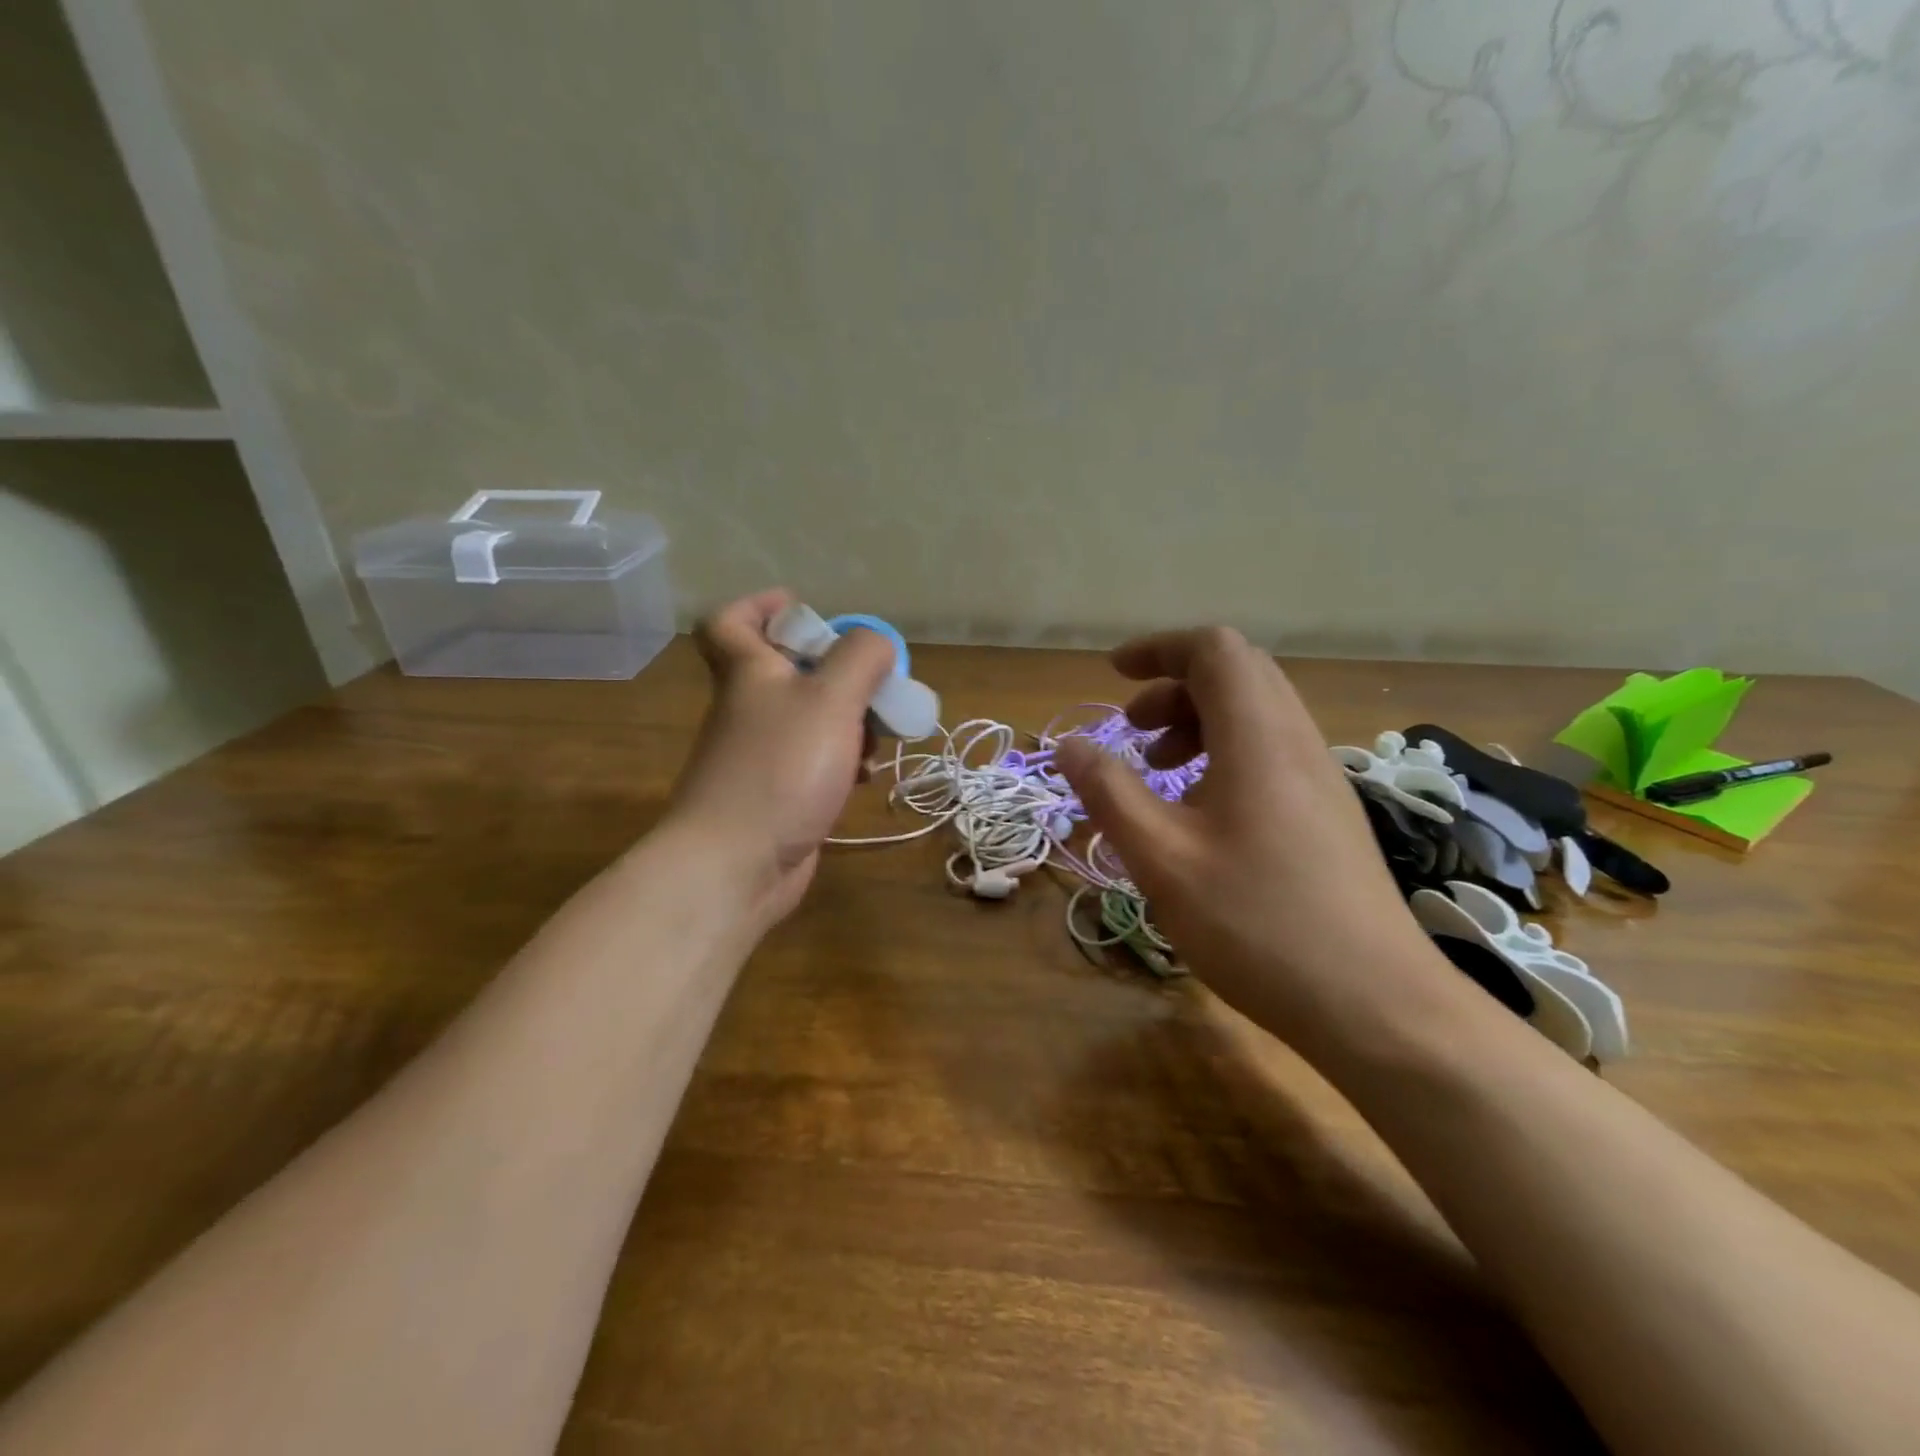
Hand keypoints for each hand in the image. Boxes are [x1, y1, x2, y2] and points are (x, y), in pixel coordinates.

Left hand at [665, 589, 895, 925]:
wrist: (736, 864)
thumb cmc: (781, 768)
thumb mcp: (830, 698)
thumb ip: (860, 658)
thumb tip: (878, 642)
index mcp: (749, 673)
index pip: (730, 622)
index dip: (762, 606)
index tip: (805, 612)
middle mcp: (748, 709)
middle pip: (787, 672)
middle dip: (835, 673)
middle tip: (871, 685)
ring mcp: (760, 756)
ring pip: (808, 720)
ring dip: (848, 723)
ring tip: (879, 738)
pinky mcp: (776, 796)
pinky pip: (814, 764)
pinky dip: (841, 763)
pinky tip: (864, 779)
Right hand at [1054, 627, 1452, 1057]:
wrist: (1377, 1005)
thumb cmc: (1258, 924)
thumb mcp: (1163, 859)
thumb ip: (1110, 792)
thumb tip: (1069, 745)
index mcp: (1259, 737)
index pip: (1214, 650)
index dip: (1159, 650)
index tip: (1112, 675)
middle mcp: (1297, 741)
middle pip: (1238, 674)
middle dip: (1175, 686)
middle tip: (1133, 730)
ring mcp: (1321, 777)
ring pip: (1256, 713)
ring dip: (1199, 722)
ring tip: (1161, 770)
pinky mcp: (1329, 813)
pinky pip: (1271, 751)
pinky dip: (1225, 753)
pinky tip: (1201, 812)